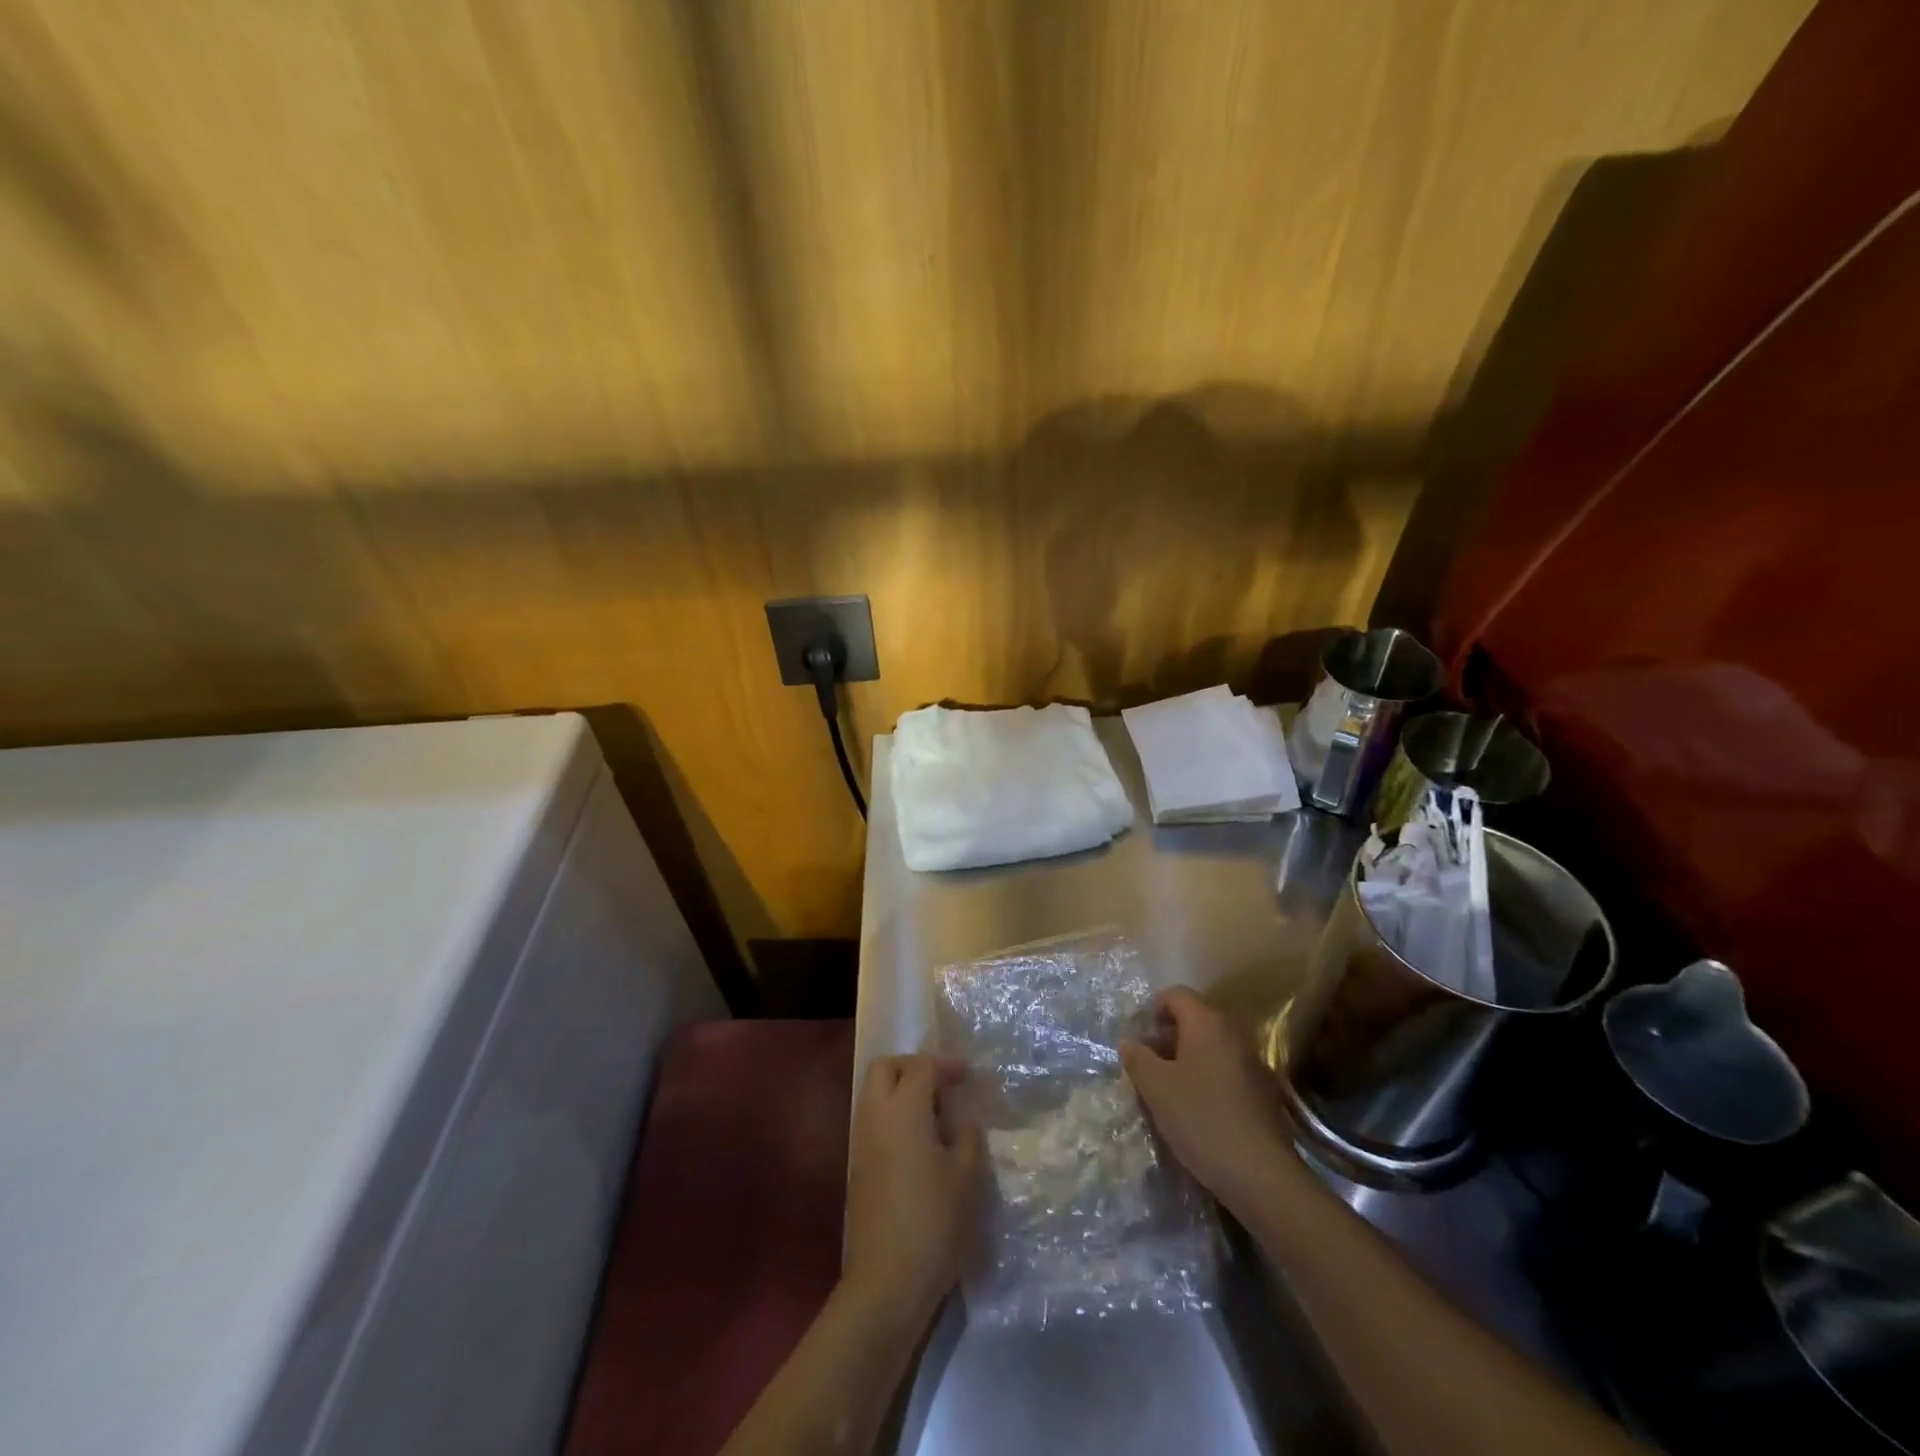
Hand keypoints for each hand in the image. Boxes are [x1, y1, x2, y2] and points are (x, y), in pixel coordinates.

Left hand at [842, 1055, 983, 1324]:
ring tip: (936, 1116)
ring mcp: (861, 1142)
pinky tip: (921, 1145)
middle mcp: (875, 1116)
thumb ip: (968, 1138)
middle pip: (885, 1068)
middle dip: (913, 1067)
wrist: (886, 1282)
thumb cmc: (933, 1221)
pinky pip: (873, 1122)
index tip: (969, 1075)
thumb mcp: (967, 1178)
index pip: (922, 1067)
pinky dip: (894, 1118)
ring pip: (874, 1095)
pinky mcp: (858, 1168)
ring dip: (901, 1092)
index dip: (947, 1065)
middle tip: (942, 1084)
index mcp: (903, 1109)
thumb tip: (963, 1122)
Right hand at [1120, 987, 1297, 1211]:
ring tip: (1168, 1089)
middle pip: (1194, 1019)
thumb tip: (1129, 1042)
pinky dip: (1208, 1078)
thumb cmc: (1201, 1119)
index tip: (1138, 1037)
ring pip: (1211, 1046)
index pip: (1175, 995)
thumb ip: (1137, 1058)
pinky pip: (1227, 1069)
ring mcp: (1253, 1061)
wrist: (1261, 1174)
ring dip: (1187, 1059)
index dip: (1153, 1009)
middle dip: (1168, 1036)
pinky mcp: (1264, 1091)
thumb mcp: (1156, 1088)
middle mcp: (1233, 1033)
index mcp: (1206, 1023)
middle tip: (1148, 1064)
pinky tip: (1197, 1109)